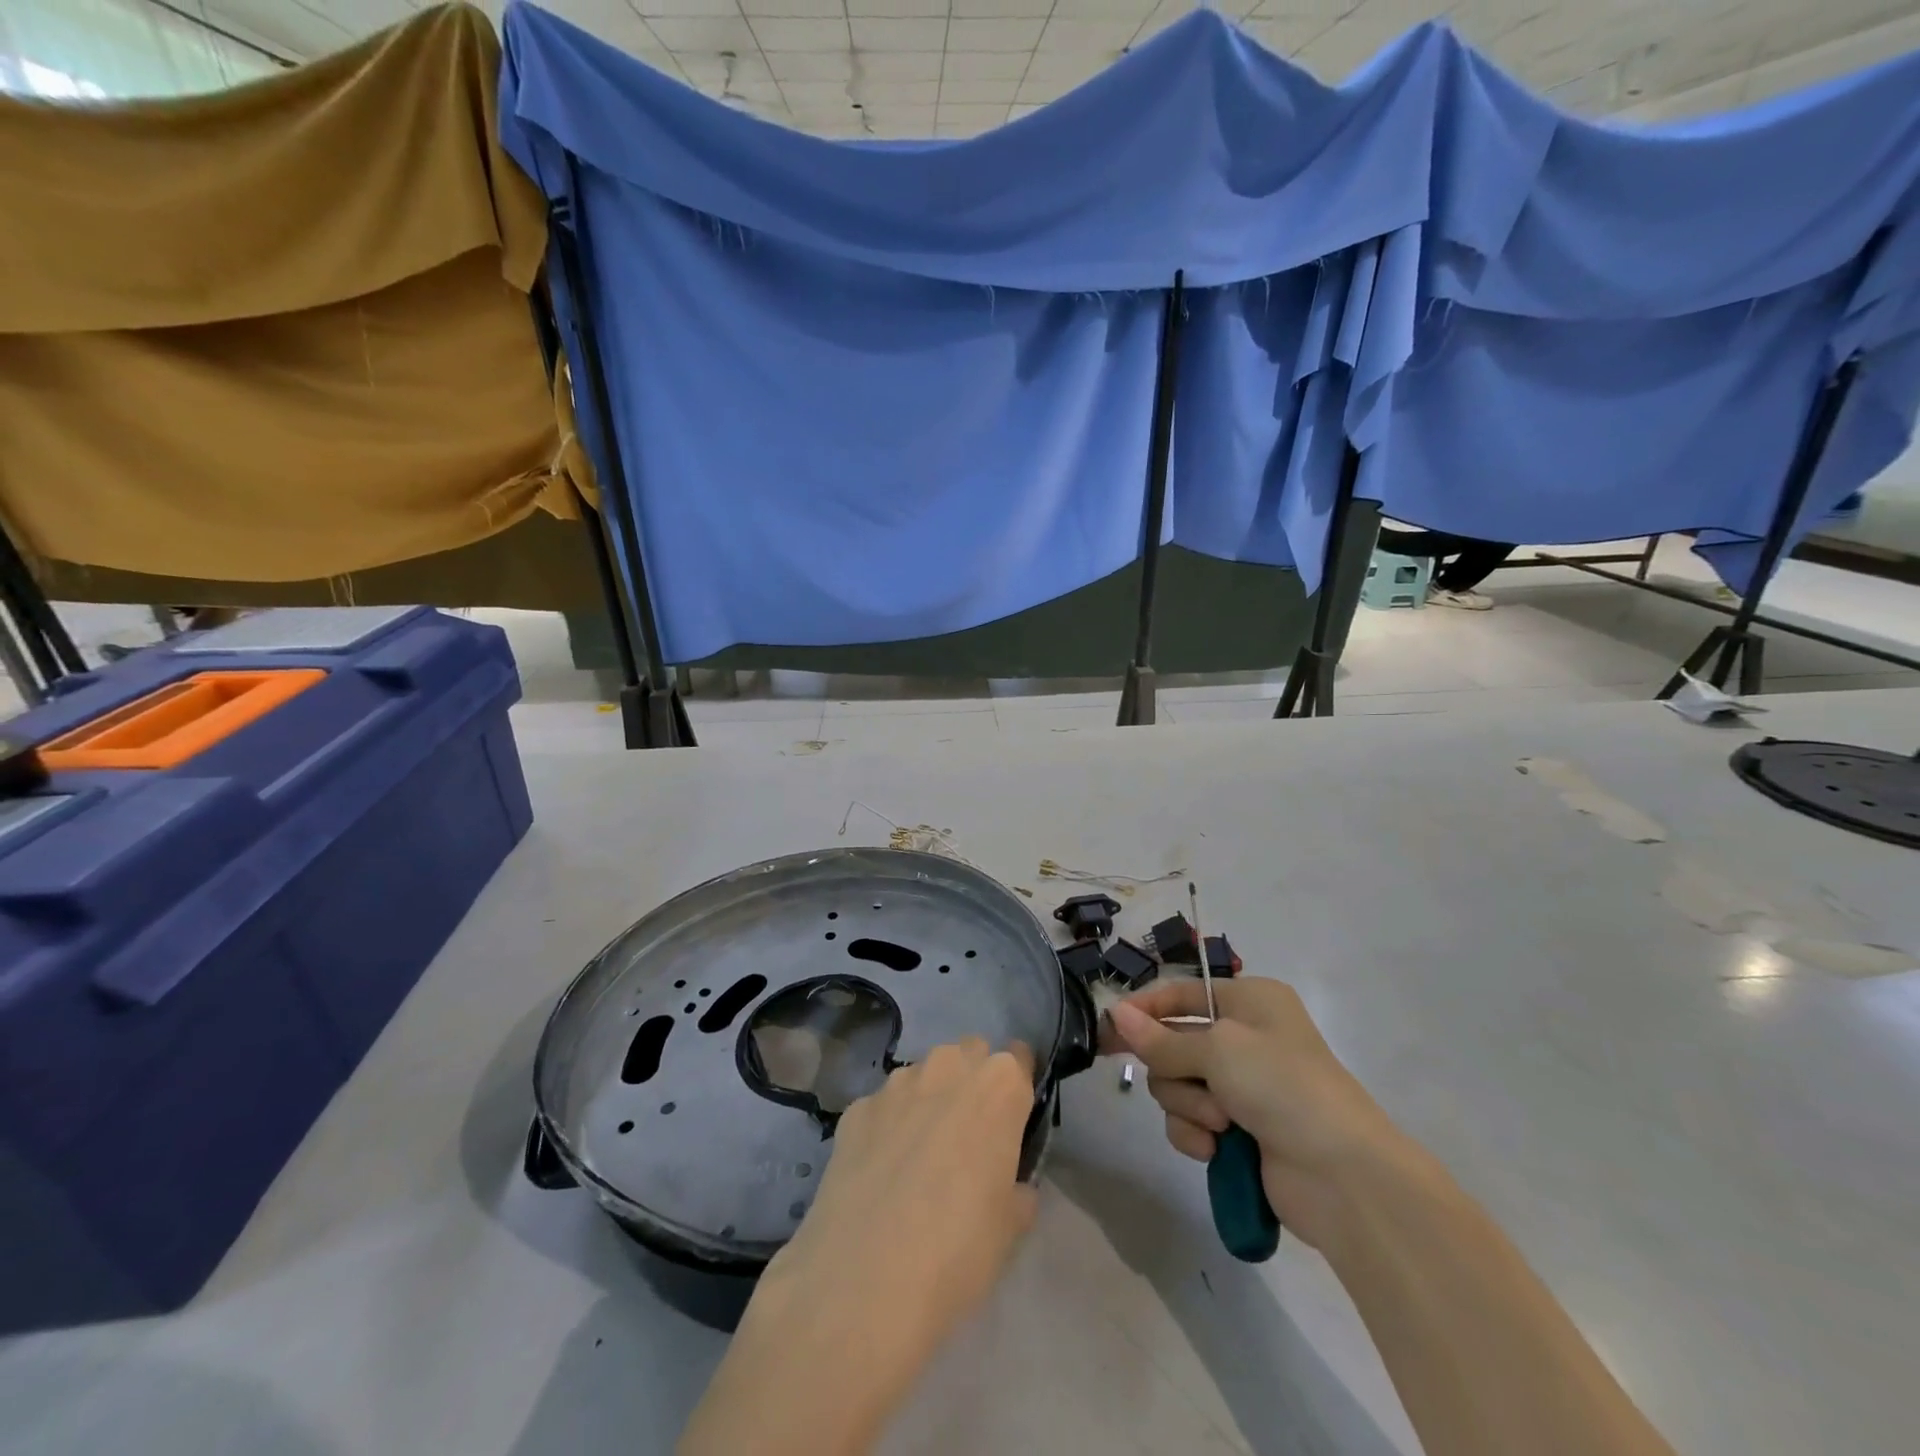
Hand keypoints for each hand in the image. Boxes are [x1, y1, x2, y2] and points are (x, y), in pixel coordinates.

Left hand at [769, 1036, 1039, 1339]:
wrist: (864, 1281)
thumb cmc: (959, 1250)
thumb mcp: (1012, 1226)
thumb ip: (1016, 1185)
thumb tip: (1008, 1181)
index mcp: (999, 1086)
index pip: (1019, 1059)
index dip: (1016, 1086)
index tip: (1012, 1118)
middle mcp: (948, 1066)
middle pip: (969, 1054)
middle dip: (972, 1081)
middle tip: (968, 1135)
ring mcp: (896, 1084)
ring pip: (923, 1074)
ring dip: (928, 1099)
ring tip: (918, 1157)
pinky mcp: (856, 1108)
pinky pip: (883, 1106)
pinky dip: (887, 1127)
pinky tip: (879, 1173)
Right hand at [1103, 977, 1408, 1253]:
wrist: (1344, 1176)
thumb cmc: (1282, 1086)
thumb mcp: (1219, 1050)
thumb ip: (1161, 1039)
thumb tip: (1115, 1014)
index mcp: (1249, 1001)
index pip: (1180, 994)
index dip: (1144, 1009)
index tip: (1107, 1029)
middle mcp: (1244, 1038)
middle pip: (1172, 1044)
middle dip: (1177, 1071)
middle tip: (1196, 1087)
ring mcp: (1242, 1086)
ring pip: (1176, 1086)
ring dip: (1189, 1106)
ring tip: (1222, 1124)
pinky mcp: (1239, 1130)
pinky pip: (1191, 1122)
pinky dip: (1197, 1135)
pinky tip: (1217, 1150)